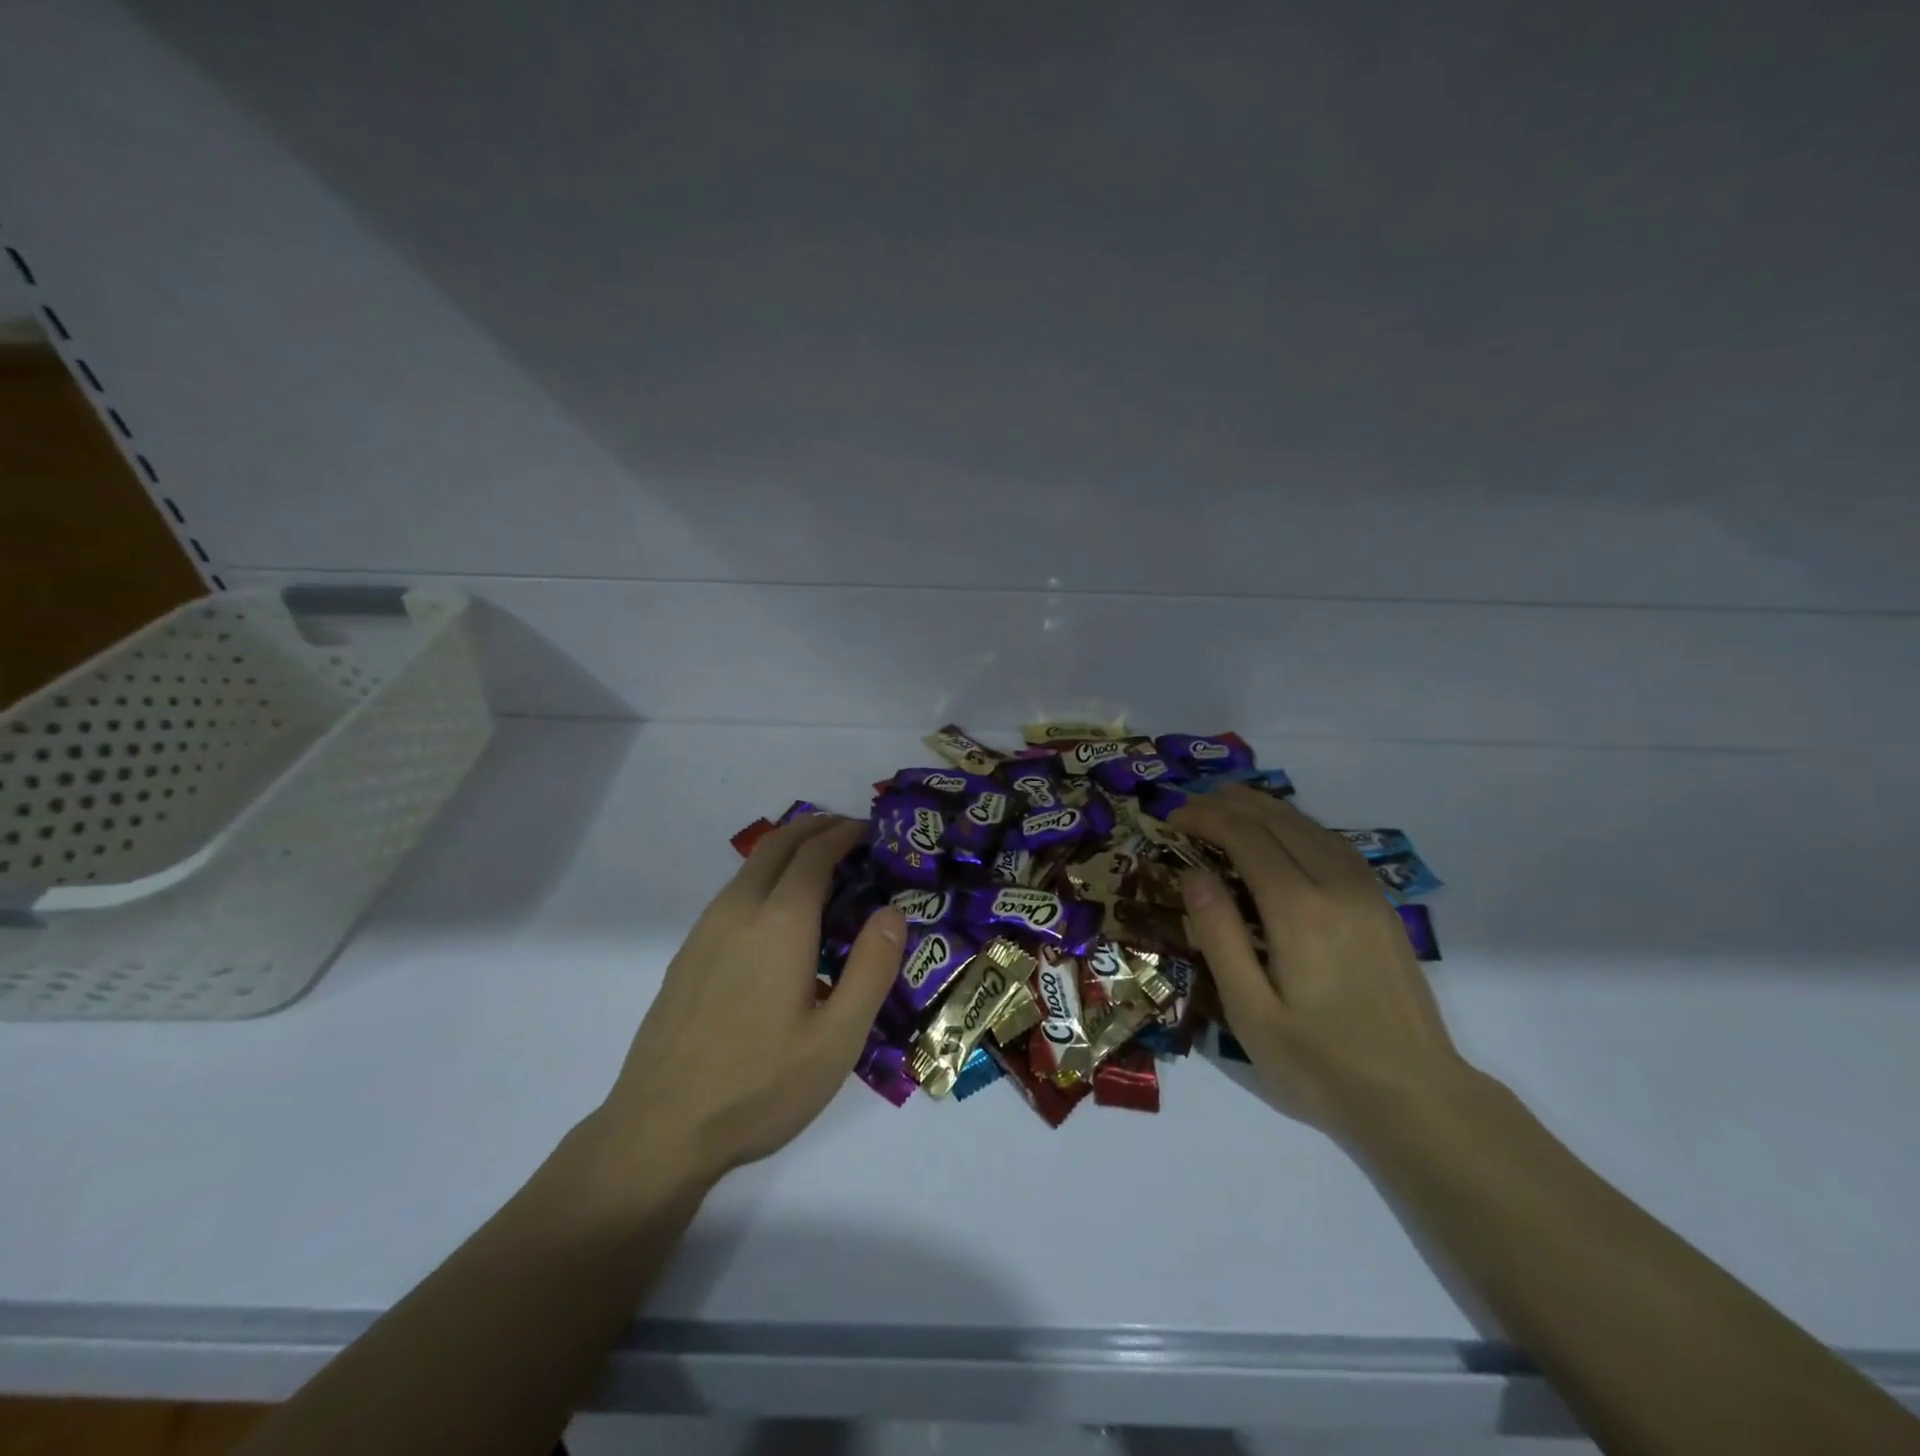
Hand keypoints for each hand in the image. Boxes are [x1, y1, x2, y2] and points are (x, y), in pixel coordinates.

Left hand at [593, 815, 904, 1188]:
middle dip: (816, 827)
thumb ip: (872, 968)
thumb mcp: (837, 1039)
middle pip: (778, 844)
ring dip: (789, 849)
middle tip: (851, 834)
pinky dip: (766, 877)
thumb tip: (892, 912)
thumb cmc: (759, 1087)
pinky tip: (779, 915)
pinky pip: (734, 893)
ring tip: (822, 867)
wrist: (658, 1130)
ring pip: (751, 866)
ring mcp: (705, 931)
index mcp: (780, 923)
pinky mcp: (688, 954)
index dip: (844, 833)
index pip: (815, 853)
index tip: (872, 830)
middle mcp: (738, 911)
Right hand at [1171, 785, 1470, 1134]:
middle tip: (1190, 806)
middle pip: (1277, 821)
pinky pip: (1335, 844)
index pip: (1245, 837)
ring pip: (1309, 826)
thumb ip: (1219, 936)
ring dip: (1264, 808)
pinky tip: (1283, 833)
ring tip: (1227, 804)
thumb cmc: (1320, 1064)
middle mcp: (1335, 886)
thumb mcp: (1250, 1011)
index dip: (1206, 818)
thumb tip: (1193, 874)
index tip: (1172, 818)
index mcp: (1298, 910)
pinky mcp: (1382, 906)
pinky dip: (1298, 825)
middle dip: (1229, 804)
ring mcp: (1366, 893)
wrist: (1418, 1099)